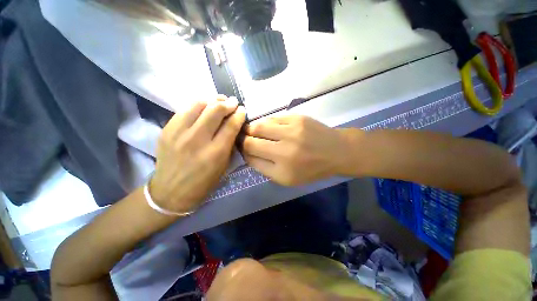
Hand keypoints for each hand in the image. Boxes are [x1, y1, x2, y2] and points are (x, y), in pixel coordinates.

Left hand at [149, 96, 245, 212]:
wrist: (170, 191)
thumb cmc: (203, 182)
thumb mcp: (223, 166)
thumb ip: (229, 144)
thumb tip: (234, 125)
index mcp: (215, 153)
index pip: (231, 126)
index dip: (239, 114)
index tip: (242, 110)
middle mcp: (197, 140)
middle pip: (215, 111)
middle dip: (227, 103)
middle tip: (233, 102)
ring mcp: (179, 133)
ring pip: (198, 105)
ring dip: (212, 100)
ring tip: (219, 100)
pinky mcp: (166, 130)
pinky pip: (184, 110)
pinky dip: (197, 105)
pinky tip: (204, 106)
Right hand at [242, 115, 353, 185]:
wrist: (336, 151)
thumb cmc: (312, 169)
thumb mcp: (287, 178)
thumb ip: (265, 168)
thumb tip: (247, 153)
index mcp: (282, 171)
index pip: (251, 158)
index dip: (243, 152)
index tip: (242, 149)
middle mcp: (284, 152)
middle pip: (251, 141)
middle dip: (243, 139)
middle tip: (243, 138)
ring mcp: (291, 132)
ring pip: (258, 126)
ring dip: (252, 129)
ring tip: (253, 131)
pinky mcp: (296, 118)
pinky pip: (272, 118)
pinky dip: (266, 123)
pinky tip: (268, 126)